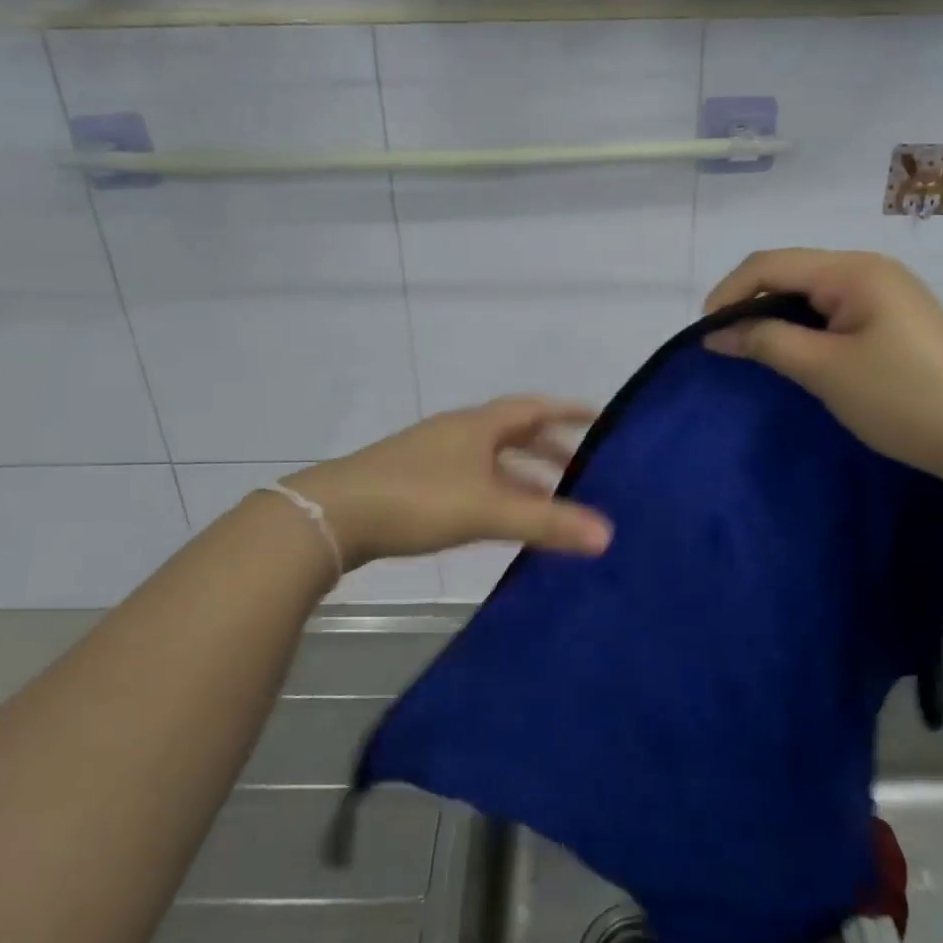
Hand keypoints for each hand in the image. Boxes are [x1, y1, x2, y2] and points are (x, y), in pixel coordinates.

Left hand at [281, 397, 613, 570]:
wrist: (334, 515)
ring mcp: (432, 455)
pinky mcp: (413, 480)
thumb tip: (608, 534)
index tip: (599, 418)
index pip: (534, 408)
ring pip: (490, 458)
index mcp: (478, 425)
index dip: (568, 412)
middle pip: (513, 432)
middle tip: (581, 469)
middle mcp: (458, 432)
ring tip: (548, 499)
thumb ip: (547, 522)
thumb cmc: (418, 499)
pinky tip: (498, 517)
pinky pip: (470, 477)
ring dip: (521, 474)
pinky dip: (495, 491)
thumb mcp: (488, 510)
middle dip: (548, 449)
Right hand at [701, 248, 942, 478]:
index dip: (730, 292)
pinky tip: (794, 352)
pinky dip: (803, 327)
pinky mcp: (892, 317)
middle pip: (790, 271)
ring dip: (776, 316)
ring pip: (810, 292)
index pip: (772, 264)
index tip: (705, 334)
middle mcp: (869, 268)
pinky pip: (832, 310)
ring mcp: (884, 292)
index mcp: (854, 270)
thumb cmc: (902, 398)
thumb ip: (766, 342)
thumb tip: (716, 334)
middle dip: (750, 302)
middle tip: (725, 345)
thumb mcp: (824, 370)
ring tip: (752, 350)